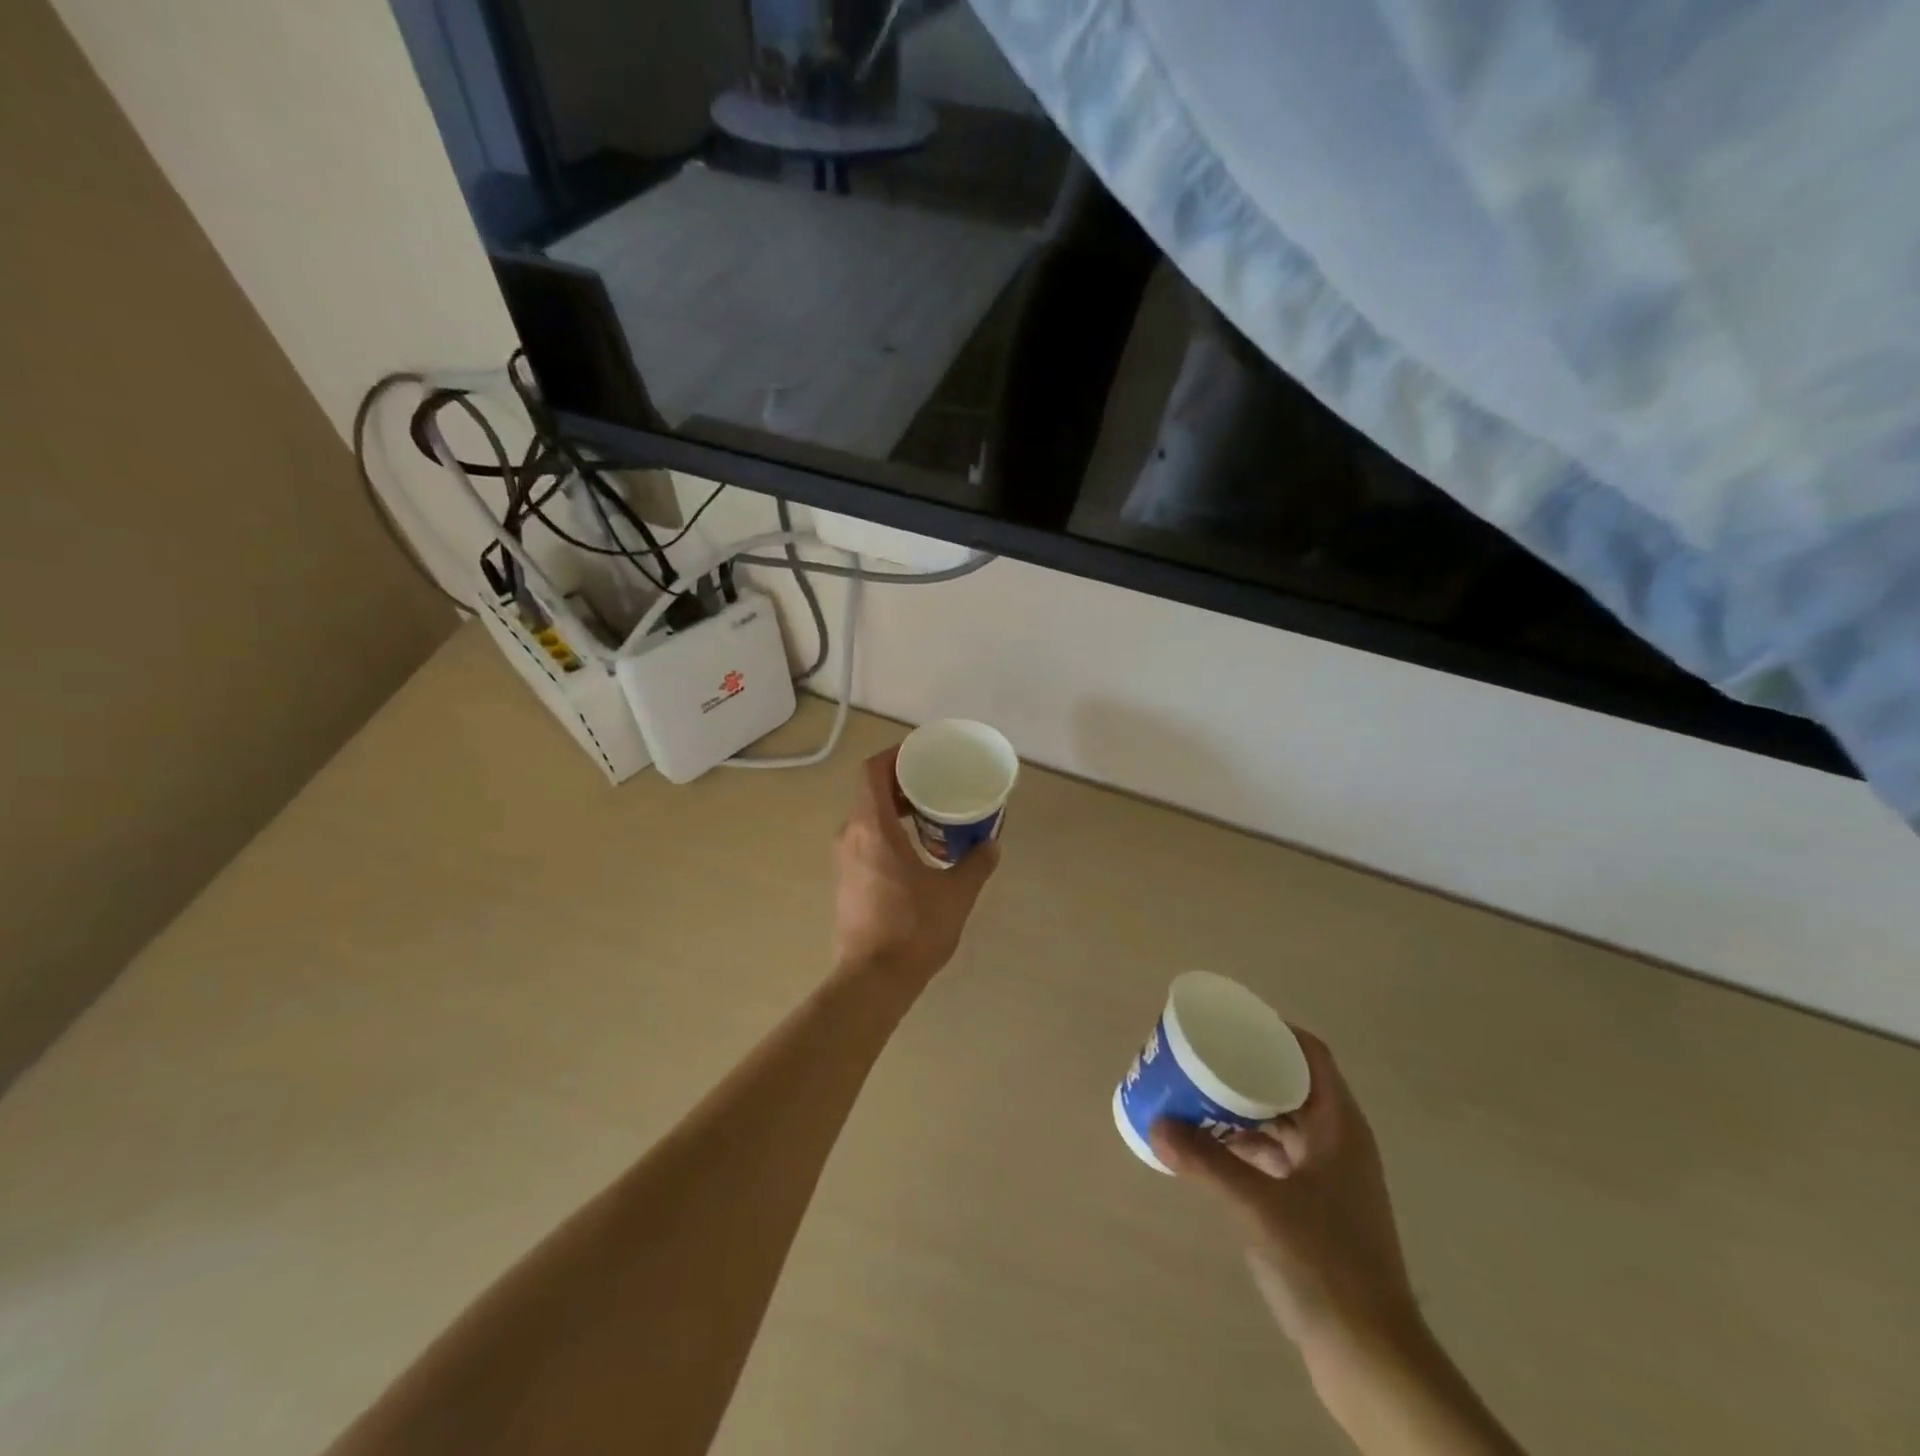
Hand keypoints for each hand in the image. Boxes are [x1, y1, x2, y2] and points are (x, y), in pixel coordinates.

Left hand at [831, 746, 998, 989]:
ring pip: (866, 817)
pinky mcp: (846, 881)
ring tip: (931, 813)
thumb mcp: (955, 894)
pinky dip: (888, 831)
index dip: (895, 755)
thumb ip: (976, 864)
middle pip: (870, 791)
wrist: (871, 981)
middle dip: (901, 781)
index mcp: (872, 827)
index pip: (872, 771)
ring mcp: (844, 860)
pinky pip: (865, 839)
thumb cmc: (912, 929)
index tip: (923, 754)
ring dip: (895, 808)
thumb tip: (991, 844)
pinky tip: (916, 849)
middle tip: (936, 782)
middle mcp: (850, 836)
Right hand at [1150, 1031, 1419, 1364]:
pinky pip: (1276, 1156)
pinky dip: (1246, 1144)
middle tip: (1202, 1055)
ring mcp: (1329, 1178)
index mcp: (1340, 1127)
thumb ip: (1207, 1161)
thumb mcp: (1259, 1205)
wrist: (1372, 1359)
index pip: (1311, 1055)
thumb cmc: (1325, 1265)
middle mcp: (1338, 1143)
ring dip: (1243, 1107)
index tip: (1231, 1021)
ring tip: (1197, 1093)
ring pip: (1282, 1121)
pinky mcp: (1317, 1209)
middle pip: (1292, 1084)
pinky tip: (1211, 1146)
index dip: (1275, 1030)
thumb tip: (1156, 1124)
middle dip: (1248, 1067)